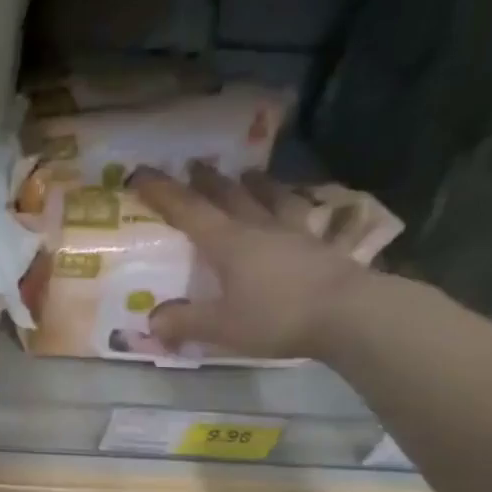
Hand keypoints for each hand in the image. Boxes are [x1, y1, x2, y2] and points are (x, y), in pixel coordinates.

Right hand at [131, 164, 385, 360]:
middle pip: (230, 196)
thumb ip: (185, 322)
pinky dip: (298, 207)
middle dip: (208, 181)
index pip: (188, 211)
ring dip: (258, 184)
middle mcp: (259, 228)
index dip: (162, 192)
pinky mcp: (323, 247)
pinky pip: (307, 218)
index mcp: (229, 243)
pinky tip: (301, 206)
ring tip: (250, 173)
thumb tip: (153, 321)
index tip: (141, 173)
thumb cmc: (278, 316)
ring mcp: (295, 234)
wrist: (350, 314)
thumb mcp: (222, 326)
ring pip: (272, 199)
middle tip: (195, 165)